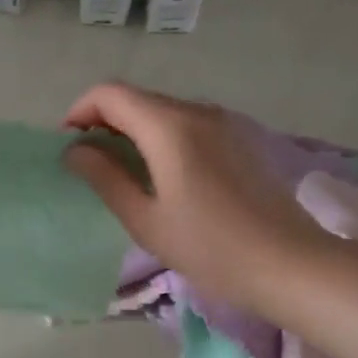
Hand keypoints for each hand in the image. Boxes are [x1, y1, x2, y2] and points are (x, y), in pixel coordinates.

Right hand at [63, 82, 329, 311]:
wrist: (290, 264)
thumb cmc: (209, 247)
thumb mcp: (145, 219)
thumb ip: (105, 178)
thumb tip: (74, 151)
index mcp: (169, 127)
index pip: (110, 94)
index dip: (79, 112)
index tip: (68, 146)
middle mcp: (198, 111)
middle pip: (137, 99)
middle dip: (103, 122)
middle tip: (88, 164)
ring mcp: (224, 123)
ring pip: (163, 111)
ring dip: (132, 131)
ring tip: (120, 172)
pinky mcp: (240, 138)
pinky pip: (187, 124)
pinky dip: (160, 138)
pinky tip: (160, 175)